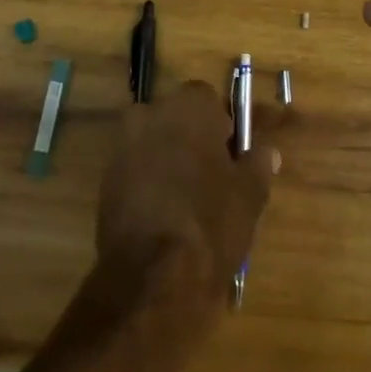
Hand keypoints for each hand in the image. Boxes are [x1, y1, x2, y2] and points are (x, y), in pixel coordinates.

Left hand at [96, 81, 279, 316]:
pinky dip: (146, 185)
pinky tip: (162, 217)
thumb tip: (266, 152)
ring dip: (165, 161)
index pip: (206, 99)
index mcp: (187, 108)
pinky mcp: (104, 180)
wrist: (154, 272)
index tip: (229, 153)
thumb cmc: (212, 221)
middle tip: (209, 177)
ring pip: (150, 144)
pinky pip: (133, 171)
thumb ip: (257, 165)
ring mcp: (121, 147)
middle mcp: (149, 115)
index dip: (220, 124)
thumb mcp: (250, 195)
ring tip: (186, 201)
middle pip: (174, 119)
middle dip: (188, 139)